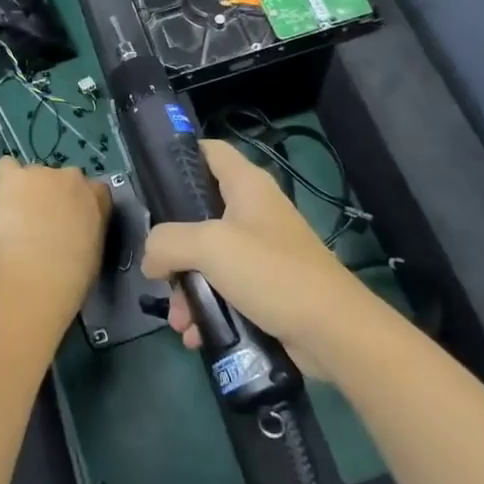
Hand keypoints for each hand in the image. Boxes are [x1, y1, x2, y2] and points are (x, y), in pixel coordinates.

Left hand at [0, 158, 111, 304]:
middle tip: (42, 222)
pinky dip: (4, 181)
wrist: (39, 275)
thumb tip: (76, 228)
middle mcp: (73, 176)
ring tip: (17, 220)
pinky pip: (5, 167)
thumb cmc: (73, 274)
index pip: (92, 188)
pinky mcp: (13, 177)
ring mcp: (41, 173)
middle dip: (52, 195)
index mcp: (98, 195)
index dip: (77, 204)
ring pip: (32, 176)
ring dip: (27, 191)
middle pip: (61, 178)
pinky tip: (1, 200)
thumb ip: (88, 227)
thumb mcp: (94, 248)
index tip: (69, 221)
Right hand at [142, 139, 367, 362]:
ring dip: (187, 286)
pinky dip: (208, 307)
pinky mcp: (267, 285)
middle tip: (157, 267)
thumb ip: (168, 242)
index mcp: (246, 186)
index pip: (209, 150)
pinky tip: (195, 333)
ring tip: (178, 319)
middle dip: (173, 244)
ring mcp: (262, 249)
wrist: (333, 331)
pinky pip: (225, 288)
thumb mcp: (210, 247)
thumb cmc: (271, 272)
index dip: (179, 156)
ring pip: (208, 257)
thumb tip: (151, 258)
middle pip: (200, 212)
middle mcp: (254, 211)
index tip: (150, 181)